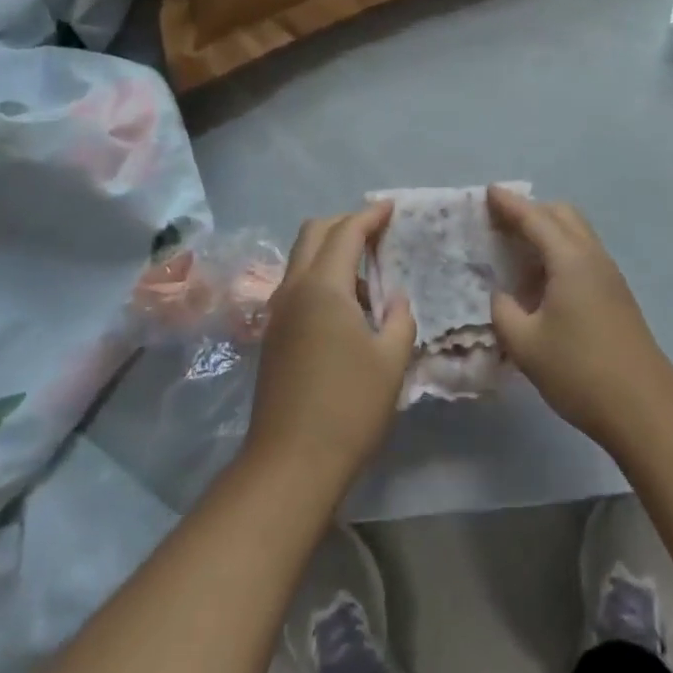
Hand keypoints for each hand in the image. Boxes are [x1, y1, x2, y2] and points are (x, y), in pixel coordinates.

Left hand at [244, 204, 415, 490]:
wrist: (289, 465)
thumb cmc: (348, 407)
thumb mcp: (391, 361)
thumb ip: (399, 318)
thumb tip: (392, 299)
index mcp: (323, 287)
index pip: (346, 232)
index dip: (370, 215)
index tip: (392, 207)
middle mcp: (294, 289)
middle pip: (313, 232)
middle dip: (345, 222)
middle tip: (376, 231)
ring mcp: (278, 312)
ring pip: (301, 257)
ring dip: (331, 249)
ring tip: (366, 272)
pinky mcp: (273, 335)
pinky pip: (297, 284)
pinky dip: (321, 275)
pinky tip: (346, 305)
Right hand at [489, 189, 672, 453]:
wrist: (645, 408)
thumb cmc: (580, 371)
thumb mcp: (526, 345)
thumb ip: (503, 311)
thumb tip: (501, 295)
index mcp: (570, 259)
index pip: (535, 218)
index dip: (509, 204)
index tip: (488, 191)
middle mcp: (592, 256)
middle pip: (561, 214)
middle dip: (531, 211)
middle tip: (500, 223)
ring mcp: (608, 274)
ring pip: (575, 233)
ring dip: (547, 231)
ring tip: (516, 250)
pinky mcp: (615, 294)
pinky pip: (582, 253)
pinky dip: (558, 251)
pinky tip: (541, 281)